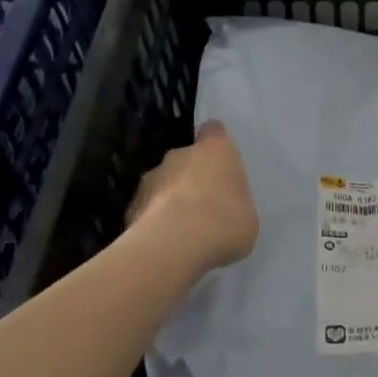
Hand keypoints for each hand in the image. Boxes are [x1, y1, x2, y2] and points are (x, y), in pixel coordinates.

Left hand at [126, 121, 258, 273]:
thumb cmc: (225, 220)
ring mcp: (151, 179)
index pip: (214, 132)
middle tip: (203, 206)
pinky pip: (147, 211)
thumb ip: (234, 205)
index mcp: (215, 149)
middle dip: (191, 178)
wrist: (177, 243)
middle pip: (185, 159)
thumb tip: (224, 213)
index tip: (220, 161)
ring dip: (170, 200)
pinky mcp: (131, 206)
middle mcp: (180, 155)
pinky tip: (164, 244)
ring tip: (182, 230)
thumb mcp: (246, 215)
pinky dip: (153, 223)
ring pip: (162, 184)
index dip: (216, 145)